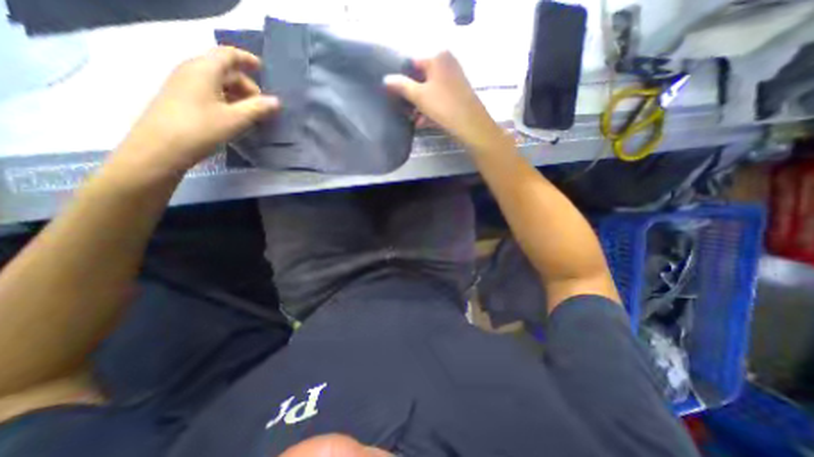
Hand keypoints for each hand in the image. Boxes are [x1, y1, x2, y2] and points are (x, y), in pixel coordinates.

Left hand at [114, 46, 279, 176]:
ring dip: (238, 95)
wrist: (160, 148)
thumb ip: (258, 108)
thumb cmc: (201, 129)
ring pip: (217, 83)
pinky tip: (235, 118)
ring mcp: (184, 85)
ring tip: (252, 115)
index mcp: (204, 69)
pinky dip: (227, 101)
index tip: (263, 69)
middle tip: (262, 106)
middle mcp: (191, 71)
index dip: (247, 59)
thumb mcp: (236, 119)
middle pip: (224, 70)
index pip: (228, 54)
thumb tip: (277, 101)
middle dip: (246, 85)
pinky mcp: (181, 99)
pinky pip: (209, 93)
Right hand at [384, 51, 507, 151]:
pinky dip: (430, 108)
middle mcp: (447, 63)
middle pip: (421, 78)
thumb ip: (401, 86)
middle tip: (402, 109)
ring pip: (430, 90)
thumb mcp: (419, 96)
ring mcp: (454, 79)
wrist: (472, 126)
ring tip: (411, 120)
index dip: (401, 79)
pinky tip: (422, 122)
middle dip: (411, 96)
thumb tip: (386, 79)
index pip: (411, 63)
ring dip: (419, 106)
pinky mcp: (458, 94)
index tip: (393, 94)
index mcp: (438, 56)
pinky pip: (439, 98)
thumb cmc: (444, 107)